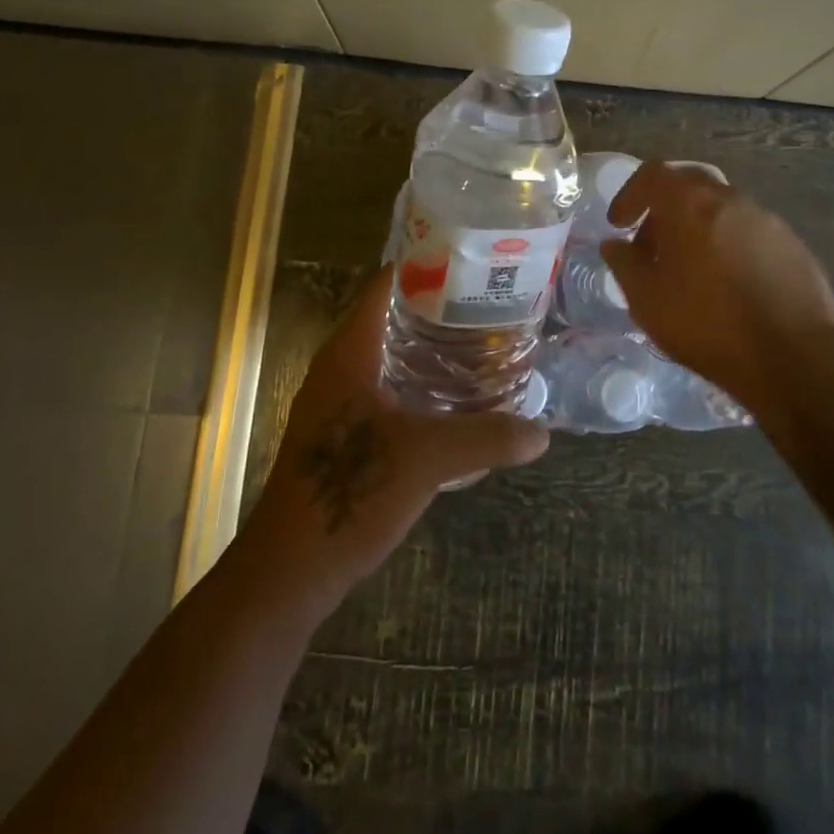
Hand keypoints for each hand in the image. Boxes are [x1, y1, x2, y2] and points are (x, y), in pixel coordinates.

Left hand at [243, 266, 549, 616]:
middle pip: (392, 316)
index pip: (386, 285)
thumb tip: (542, 433)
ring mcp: (338, 400)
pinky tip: (454, 396)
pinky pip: (386, 386)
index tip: (473, 262)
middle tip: (490, 303)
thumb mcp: (427, 460)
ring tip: (482, 342)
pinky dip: (418, 380)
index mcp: (350, 352)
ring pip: (389, 354)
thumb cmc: (351, 492)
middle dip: (438, 307)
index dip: (427, 266)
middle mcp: (340, 366)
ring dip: (429, 346)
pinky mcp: (343, 431)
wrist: (291, 571)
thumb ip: (487, 438)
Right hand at [600, 161, 833, 421]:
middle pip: (689, 186)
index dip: (630, 195)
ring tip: (688, 271)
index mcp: (691, 202)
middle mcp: (730, 198)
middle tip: (651, 247)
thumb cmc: (708, 324)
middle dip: (663, 210)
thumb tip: (615, 245)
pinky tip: (727, 285)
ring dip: (697, 228)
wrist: (795, 357)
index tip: (619, 225)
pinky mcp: (793, 245)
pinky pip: (748, 232)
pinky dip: (727, 245)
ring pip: (721, 209)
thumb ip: (624, 264)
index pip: (652, 174)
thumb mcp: (647, 300)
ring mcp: (767, 220)